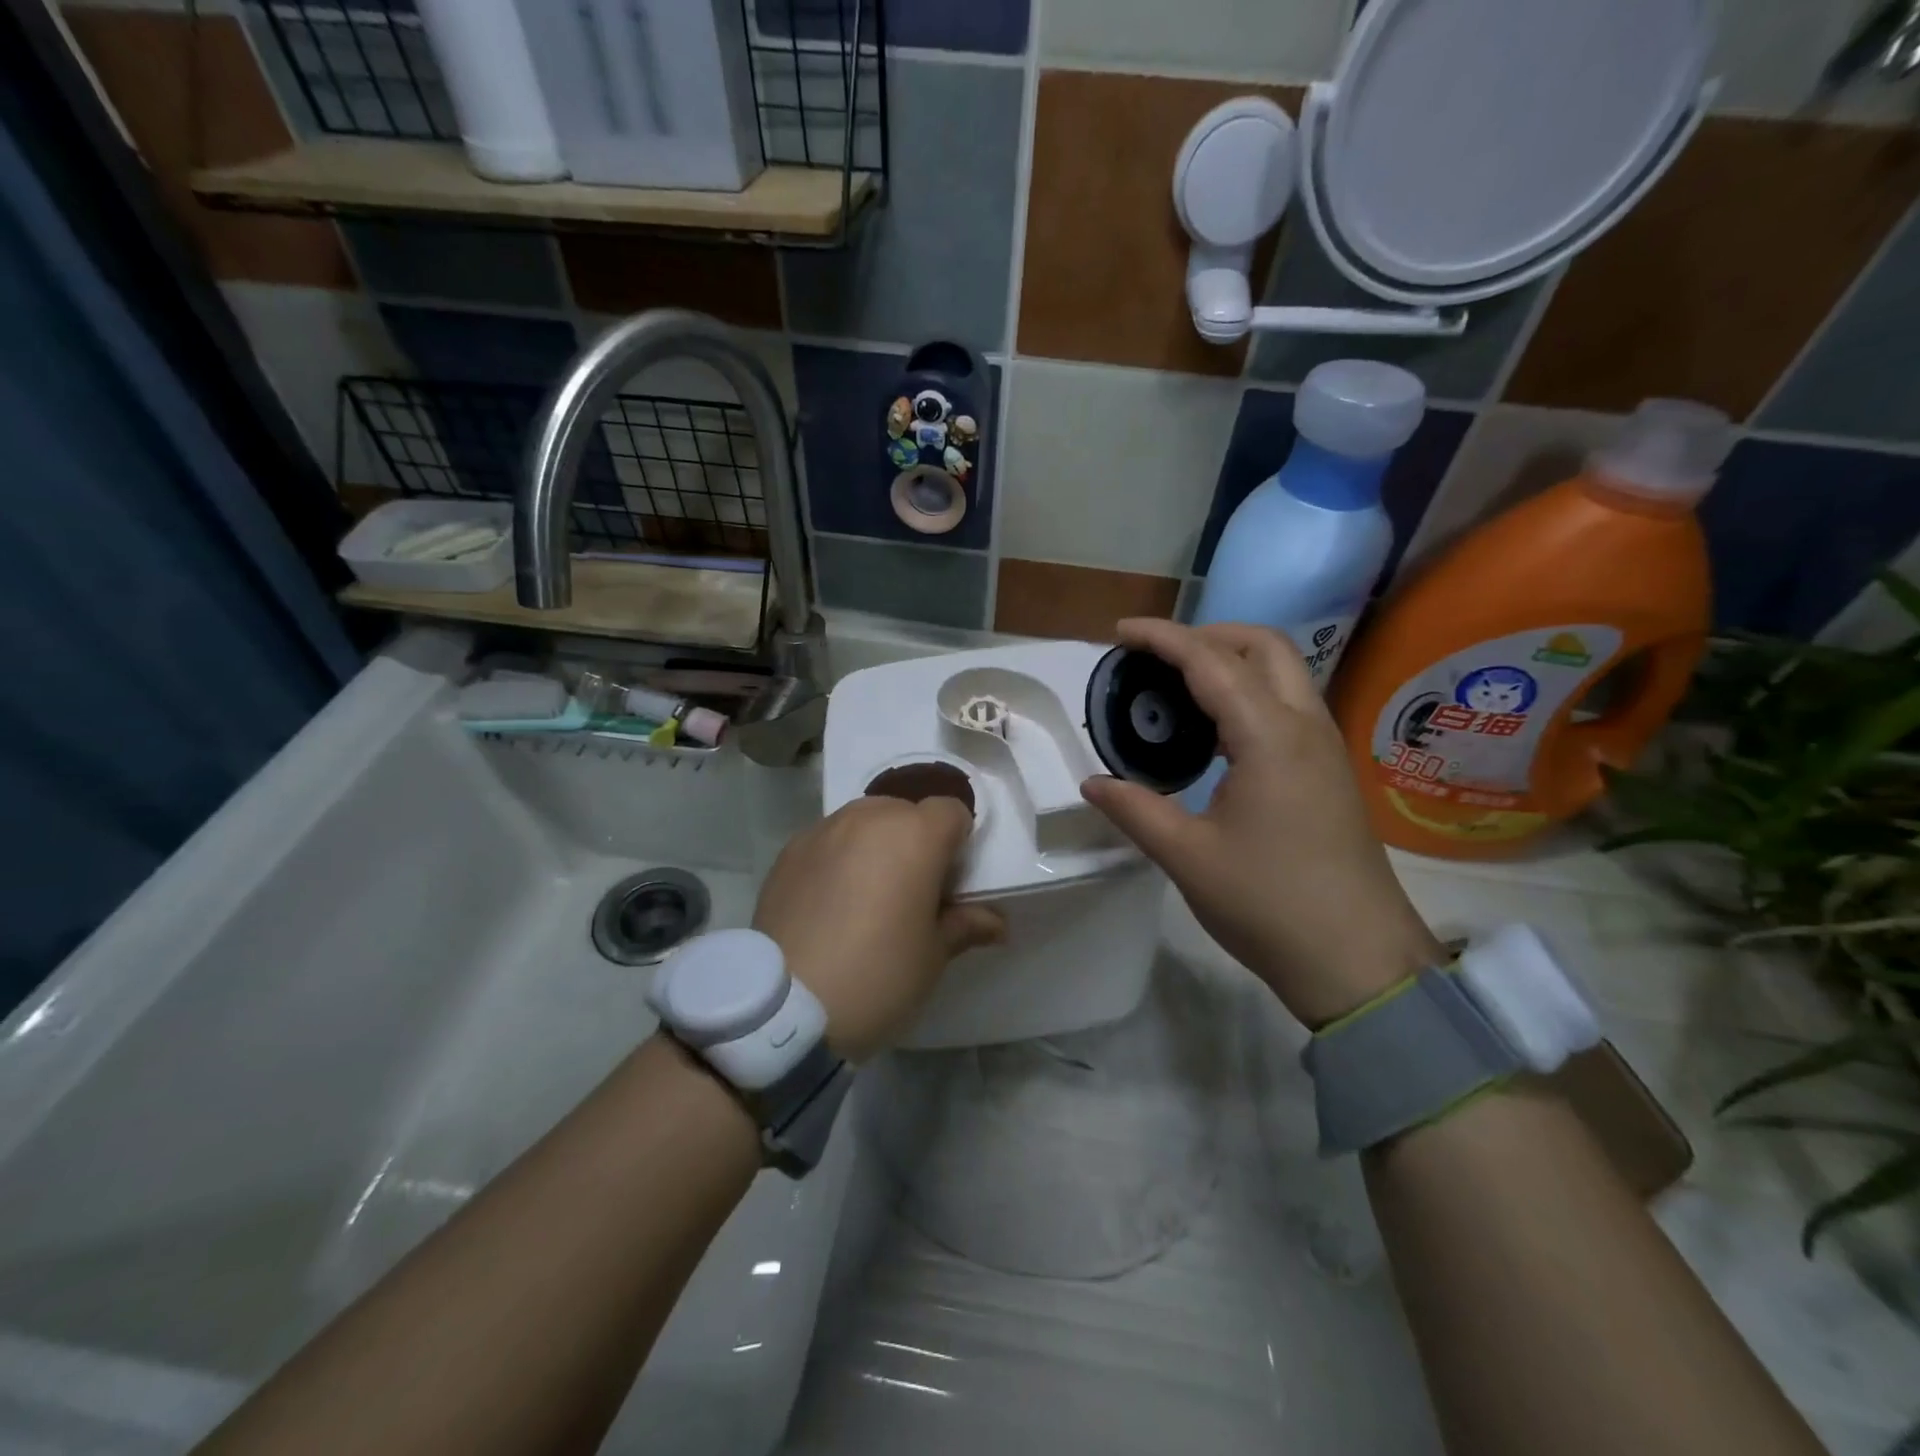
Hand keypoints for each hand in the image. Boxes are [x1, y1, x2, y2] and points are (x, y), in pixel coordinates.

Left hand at [753, 796, 1004, 1061]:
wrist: (785, 1008)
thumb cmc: (878, 976)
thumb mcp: (933, 956)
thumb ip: (965, 925)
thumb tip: (996, 922)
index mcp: (914, 835)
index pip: (951, 810)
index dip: (958, 840)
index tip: (951, 879)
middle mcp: (869, 818)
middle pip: (905, 811)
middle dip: (916, 840)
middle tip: (911, 889)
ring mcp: (823, 830)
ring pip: (864, 820)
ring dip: (876, 844)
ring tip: (868, 893)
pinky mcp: (789, 851)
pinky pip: (828, 839)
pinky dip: (839, 857)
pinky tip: (830, 901)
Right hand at [1081, 619, 1442, 1027]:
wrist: (1357, 959)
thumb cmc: (1268, 904)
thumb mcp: (1187, 856)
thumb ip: (1135, 809)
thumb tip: (1093, 783)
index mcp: (1270, 737)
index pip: (1210, 662)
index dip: (1163, 638)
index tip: (1120, 632)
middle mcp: (1305, 727)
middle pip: (1264, 646)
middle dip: (1208, 634)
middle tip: (1157, 656)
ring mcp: (1324, 748)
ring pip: (1283, 673)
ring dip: (1232, 661)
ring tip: (1178, 686)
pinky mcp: (1329, 772)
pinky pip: (1288, 706)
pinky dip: (1248, 693)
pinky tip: (1214, 731)